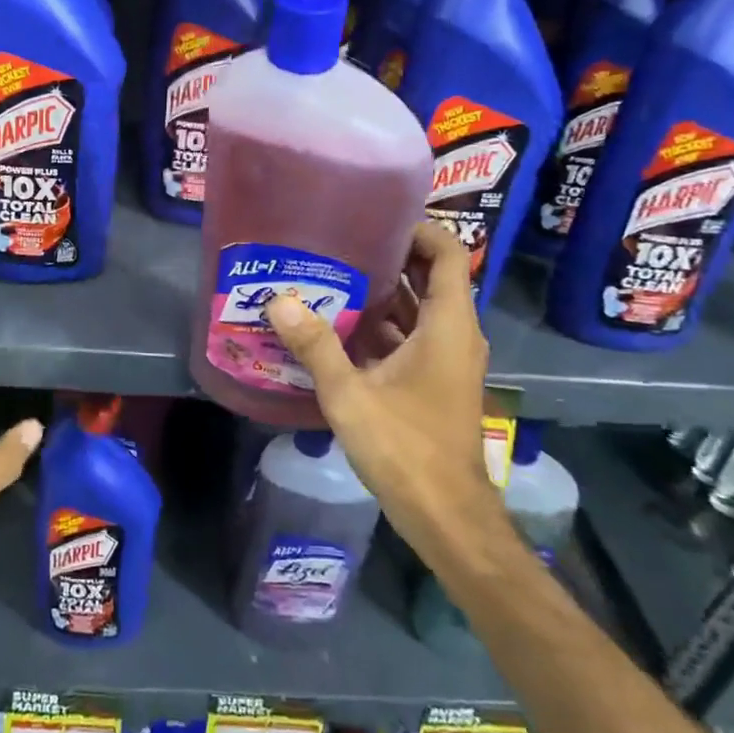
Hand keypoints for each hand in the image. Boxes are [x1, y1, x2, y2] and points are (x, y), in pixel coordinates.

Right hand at [264, 223, 501, 558]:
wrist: (446, 515)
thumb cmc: (406, 448)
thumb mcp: (351, 394)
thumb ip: (315, 345)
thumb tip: (279, 300)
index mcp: (448, 326)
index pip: (446, 254)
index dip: (418, 229)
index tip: (376, 217)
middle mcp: (455, 335)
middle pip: (431, 278)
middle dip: (390, 257)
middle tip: (341, 241)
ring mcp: (447, 360)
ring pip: (419, 310)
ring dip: (384, 293)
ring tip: (333, 274)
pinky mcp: (435, 382)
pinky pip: (412, 337)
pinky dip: (384, 326)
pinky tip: (340, 325)